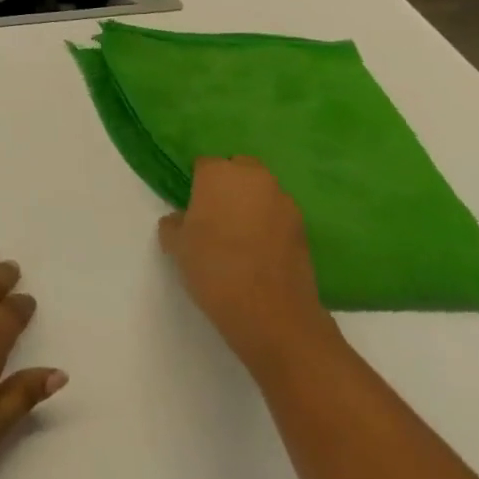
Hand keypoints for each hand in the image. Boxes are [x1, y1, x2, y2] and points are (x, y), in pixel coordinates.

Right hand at [158, 156, 337, 375]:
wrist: (271, 314)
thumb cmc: (213, 268)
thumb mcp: (175, 244)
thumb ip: (174, 222)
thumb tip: (183, 219)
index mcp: (220, 173)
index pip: (204, 164)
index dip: (196, 183)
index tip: (191, 206)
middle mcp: (256, 179)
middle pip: (239, 170)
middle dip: (229, 185)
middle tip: (214, 214)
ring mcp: (285, 204)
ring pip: (262, 192)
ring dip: (251, 204)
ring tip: (238, 235)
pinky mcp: (304, 230)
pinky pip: (278, 217)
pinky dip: (269, 225)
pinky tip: (258, 251)